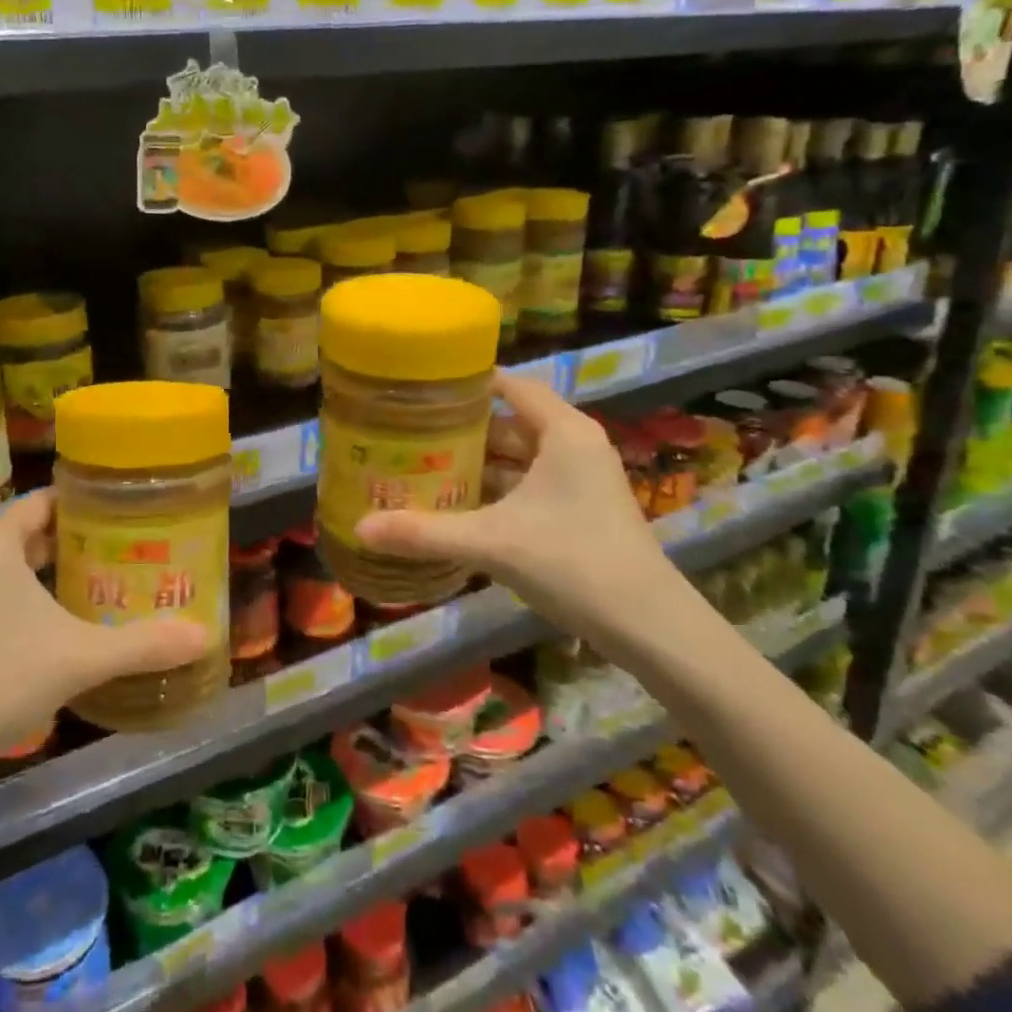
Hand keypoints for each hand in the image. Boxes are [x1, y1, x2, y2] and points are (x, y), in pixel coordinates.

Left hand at [0, 491, 211, 788]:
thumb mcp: (79, 658)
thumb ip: (143, 645)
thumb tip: (206, 636)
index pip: (46, 500)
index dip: (86, 502)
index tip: (127, 511)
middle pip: (33, 534)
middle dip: (79, 542)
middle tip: (128, 551)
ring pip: (15, 569)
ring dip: (55, 574)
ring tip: (105, 586)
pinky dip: (31, 601)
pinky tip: (61, 630)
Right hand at [355, 370, 686, 649]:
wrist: (651, 627)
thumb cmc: (574, 563)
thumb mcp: (492, 543)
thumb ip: (425, 532)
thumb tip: (360, 527)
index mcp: (563, 432)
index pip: (510, 384)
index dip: (466, 383)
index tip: (420, 387)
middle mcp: (575, 445)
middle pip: (509, 421)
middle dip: (461, 428)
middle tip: (409, 430)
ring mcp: (581, 479)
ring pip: (518, 456)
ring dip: (477, 461)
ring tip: (424, 464)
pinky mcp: (581, 508)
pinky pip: (528, 483)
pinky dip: (496, 488)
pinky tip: (459, 505)